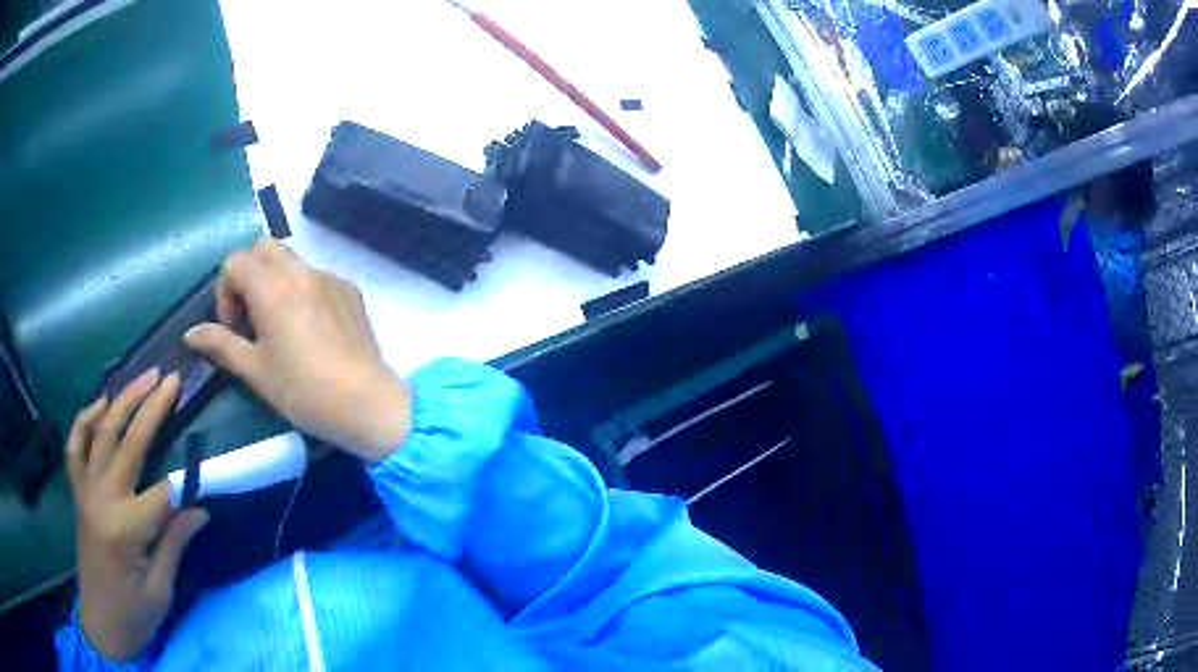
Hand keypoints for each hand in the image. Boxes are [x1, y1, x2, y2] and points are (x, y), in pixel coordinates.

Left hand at [68, 369, 209, 660]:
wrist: (101, 622)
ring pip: (101, 432)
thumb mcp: (161, 592)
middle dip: (151, 408)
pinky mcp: (78, 491)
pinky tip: (99, 403)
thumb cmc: (134, 615)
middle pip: (128, 443)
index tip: (210, 468)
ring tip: (142, 377)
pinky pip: (75, 446)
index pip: (162, 493)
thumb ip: (174, 544)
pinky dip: (84, 420)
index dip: (187, 480)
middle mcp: (102, 499)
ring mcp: (86, 490)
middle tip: (171, 379)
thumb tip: (200, 509)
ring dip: (121, 401)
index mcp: (126, 530)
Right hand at [184, 239, 410, 462]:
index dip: (225, 292)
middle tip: (250, 317)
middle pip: (264, 248)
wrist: (367, 404)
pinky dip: (302, 290)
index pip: (235, 261)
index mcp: (273, 287)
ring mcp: (330, 278)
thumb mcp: (255, 371)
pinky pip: (316, 277)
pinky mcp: (350, 291)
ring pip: (292, 260)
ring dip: (274, 280)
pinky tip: (309, 330)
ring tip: (277, 325)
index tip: (233, 328)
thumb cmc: (303, 391)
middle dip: (248, 275)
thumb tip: (190, 333)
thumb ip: (221, 345)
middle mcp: (302, 272)